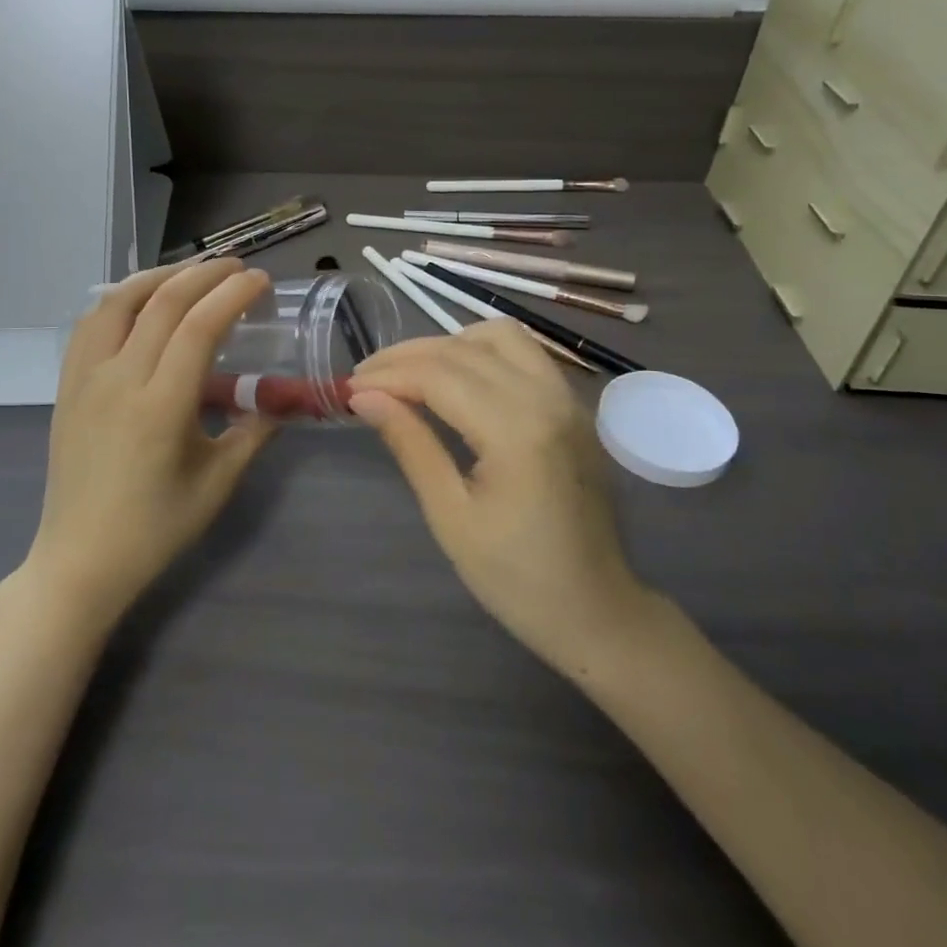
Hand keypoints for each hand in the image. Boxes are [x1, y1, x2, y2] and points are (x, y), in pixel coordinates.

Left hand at [26, 259, 276, 631]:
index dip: (232, 295)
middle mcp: (119, 380)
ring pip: (118, 302)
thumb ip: (253, 432)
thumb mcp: (217, 483)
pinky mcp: (67, 385)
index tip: (260, 280)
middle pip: (162, 303)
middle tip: (236, 267)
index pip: (198, 327)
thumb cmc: (155, 528)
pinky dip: (120, 299)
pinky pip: (90, 324)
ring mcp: (85, 379)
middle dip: (203, 275)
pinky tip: (140, 301)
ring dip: (158, 277)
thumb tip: (279, 397)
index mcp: (160, 407)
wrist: (80, 560)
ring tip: (190, 272)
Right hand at [349, 322, 650, 678]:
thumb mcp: (451, 516)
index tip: (349, 387)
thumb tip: (364, 398)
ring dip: (448, 343)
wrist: (597, 611)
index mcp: (517, 431)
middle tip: (367, 379)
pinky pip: (524, 352)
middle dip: (407, 356)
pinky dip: (483, 351)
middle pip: (463, 348)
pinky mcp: (574, 404)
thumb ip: (410, 444)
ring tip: (411, 373)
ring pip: (499, 335)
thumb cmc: (516, 577)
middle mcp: (546, 398)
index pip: (438, 375)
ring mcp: (567, 397)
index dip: (388, 375)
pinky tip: (458, 378)